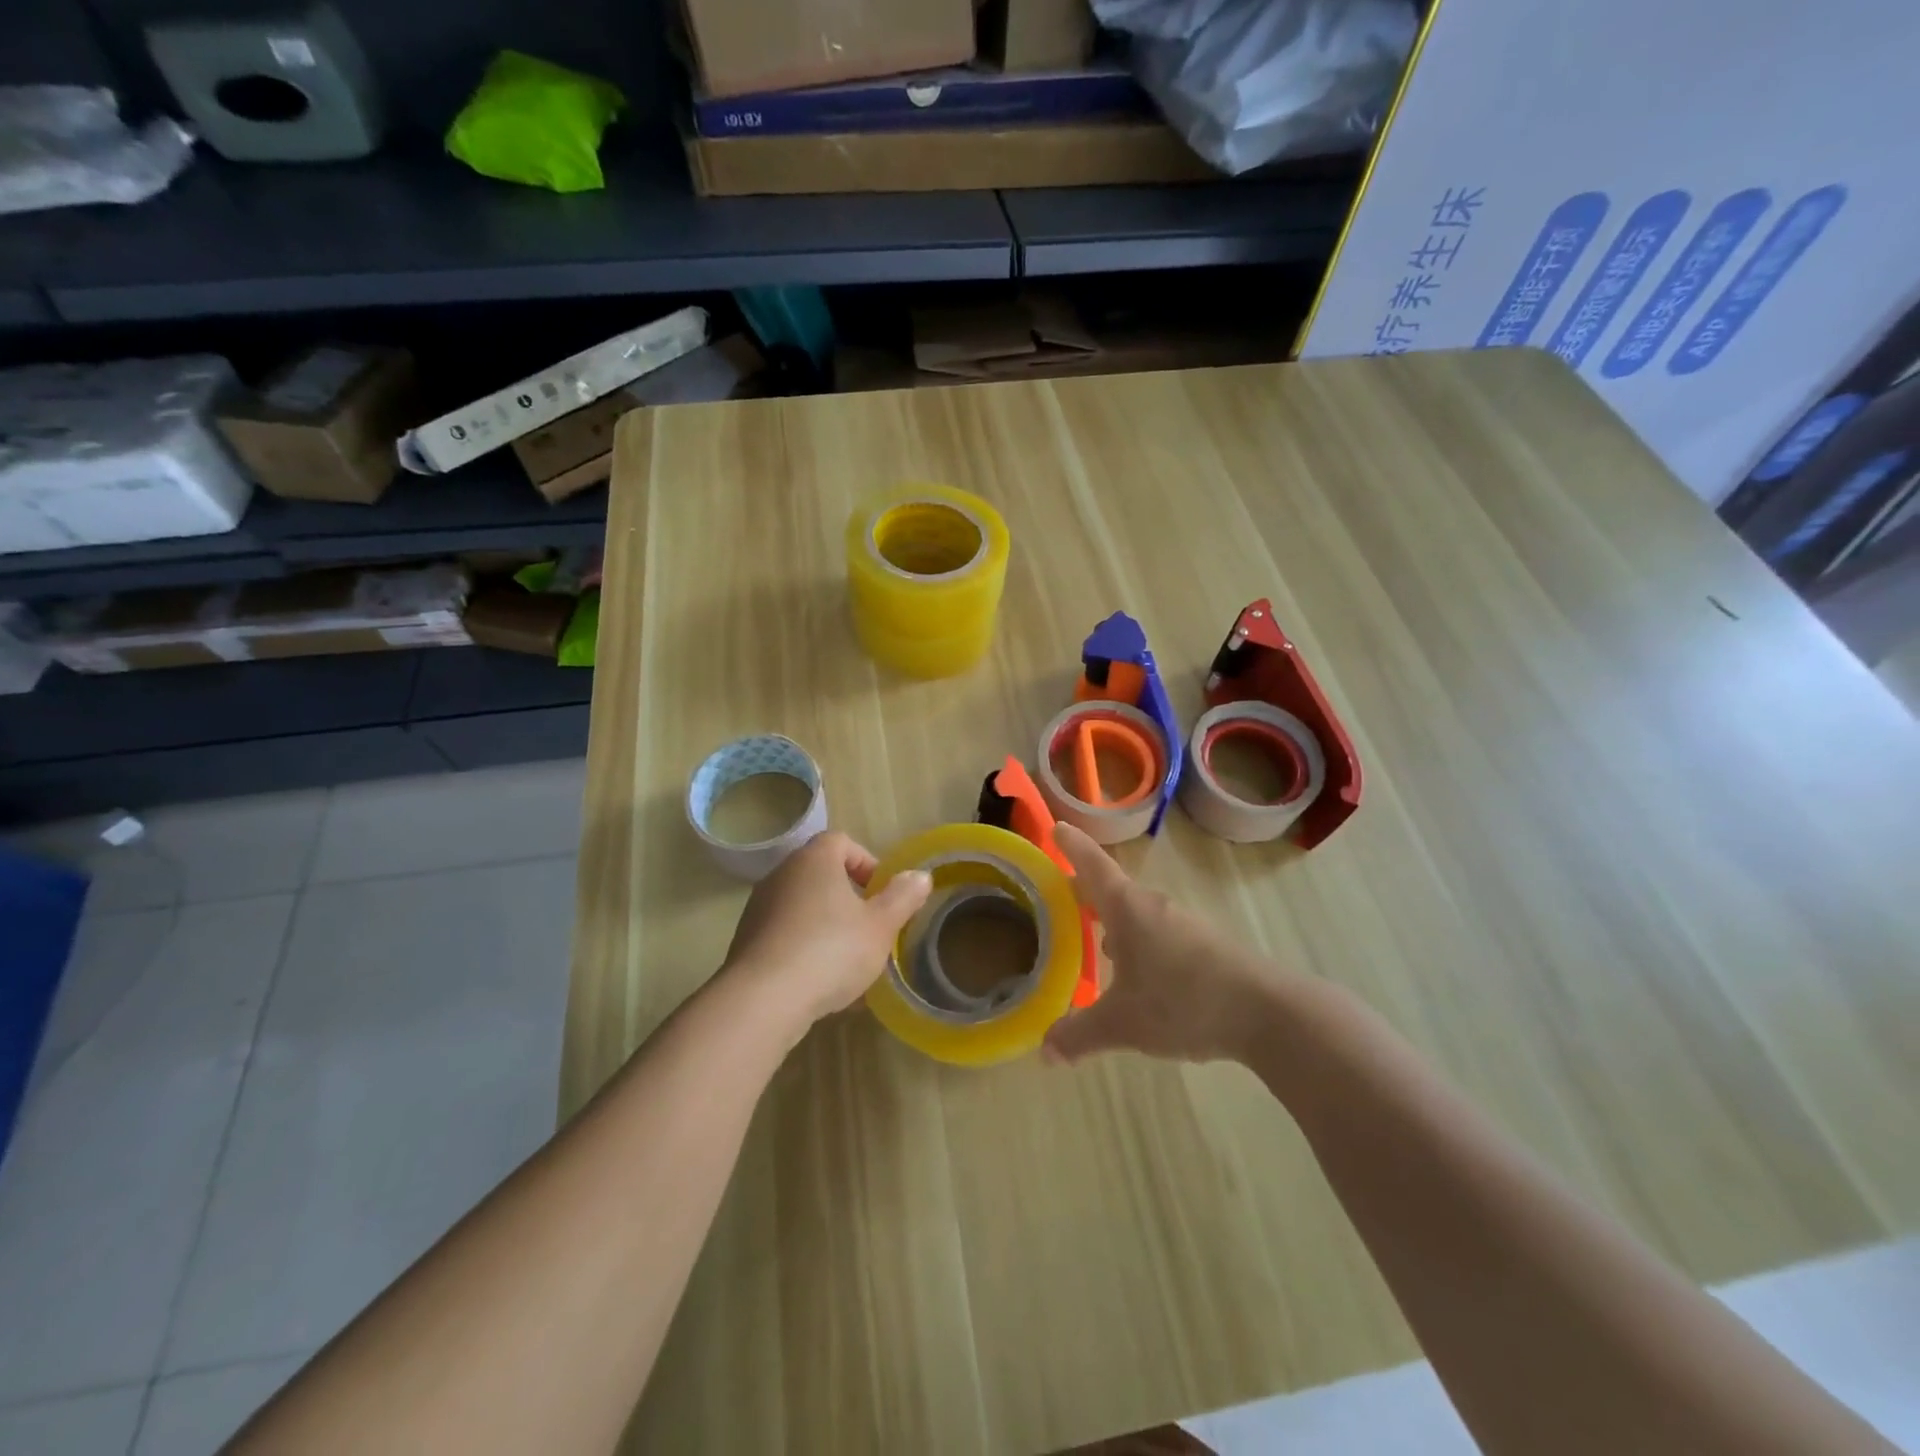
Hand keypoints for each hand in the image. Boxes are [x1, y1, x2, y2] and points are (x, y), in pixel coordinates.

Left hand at [722, 830, 931, 1033]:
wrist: (762, 1000)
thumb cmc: (830, 950)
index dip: (866, 863)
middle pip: (821, 874)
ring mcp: (759, 908)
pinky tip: (821, 985)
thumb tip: (920, 876)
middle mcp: (782, 875)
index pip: (841, 842)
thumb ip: (902, 898)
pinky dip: (805, 950)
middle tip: (871, 928)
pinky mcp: (746, 942)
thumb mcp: (881, 926)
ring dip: (827, 927)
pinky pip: (785, 936)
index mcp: (814, 860)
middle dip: (849, 899)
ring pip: (803, 908)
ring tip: (849, 964)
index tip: (882, 894)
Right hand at [1043, 823, 1284, 1065]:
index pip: (1092, 865)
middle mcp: (1153, 906)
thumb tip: (1044, 1052)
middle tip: (1060, 897)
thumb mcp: (1122, 1024)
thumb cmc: (1181, 1002)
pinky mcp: (1204, 944)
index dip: (1072, 846)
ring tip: (1095, 941)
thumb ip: (1079, 1034)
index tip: (1057, 826)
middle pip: (1113, 889)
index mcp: (1126, 908)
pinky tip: (1137, 973)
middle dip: (1086, 892)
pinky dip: (1139, 942)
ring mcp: (1183, 923)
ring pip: (1137, 914)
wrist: (1266, 1012)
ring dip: (1114, 921)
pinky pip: (1158, 933)